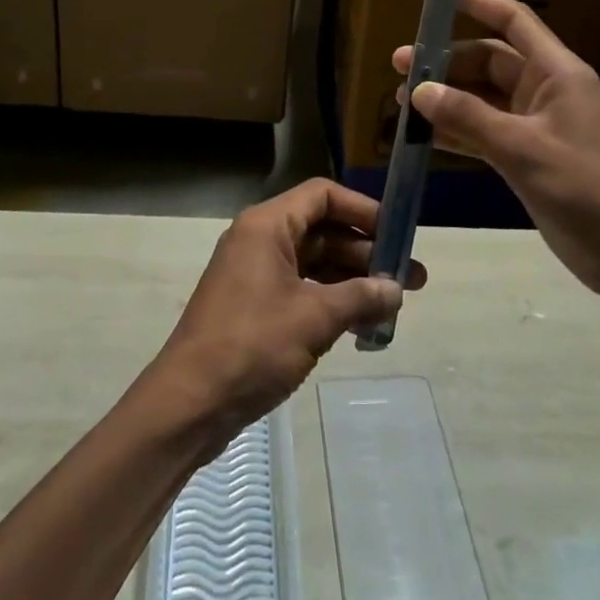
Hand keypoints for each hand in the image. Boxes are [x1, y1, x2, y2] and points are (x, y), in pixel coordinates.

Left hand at [147, 179, 427, 443]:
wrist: (189, 403)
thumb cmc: (251, 345)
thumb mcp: (313, 319)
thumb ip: (359, 298)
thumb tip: (395, 289)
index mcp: (267, 225)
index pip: (322, 196)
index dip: (362, 210)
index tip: (398, 234)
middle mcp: (260, 240)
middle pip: (322, 230)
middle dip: (366, 252)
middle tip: (410, 279)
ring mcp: (255, 274)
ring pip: (314, 262)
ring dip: (352, 280)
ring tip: (394, 305)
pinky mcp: (254, 306)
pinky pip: (301, 289)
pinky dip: (331, 301)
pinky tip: (362, 324)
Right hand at [396, 0, 599, 310]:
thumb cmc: (585, 188)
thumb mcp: (522, 149)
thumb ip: (468, 118)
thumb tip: (418, 90)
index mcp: (556, 72)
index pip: (513, 22)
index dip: (479, 1)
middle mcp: (544, 89)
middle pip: (488, 61)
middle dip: (445, 62)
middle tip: (400, 67)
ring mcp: (535, 123)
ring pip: (481, 97)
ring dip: (446, 97)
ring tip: (401, 103)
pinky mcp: (527, 154)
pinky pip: (483, 129)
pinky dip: (456, 130)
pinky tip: (424, 135)